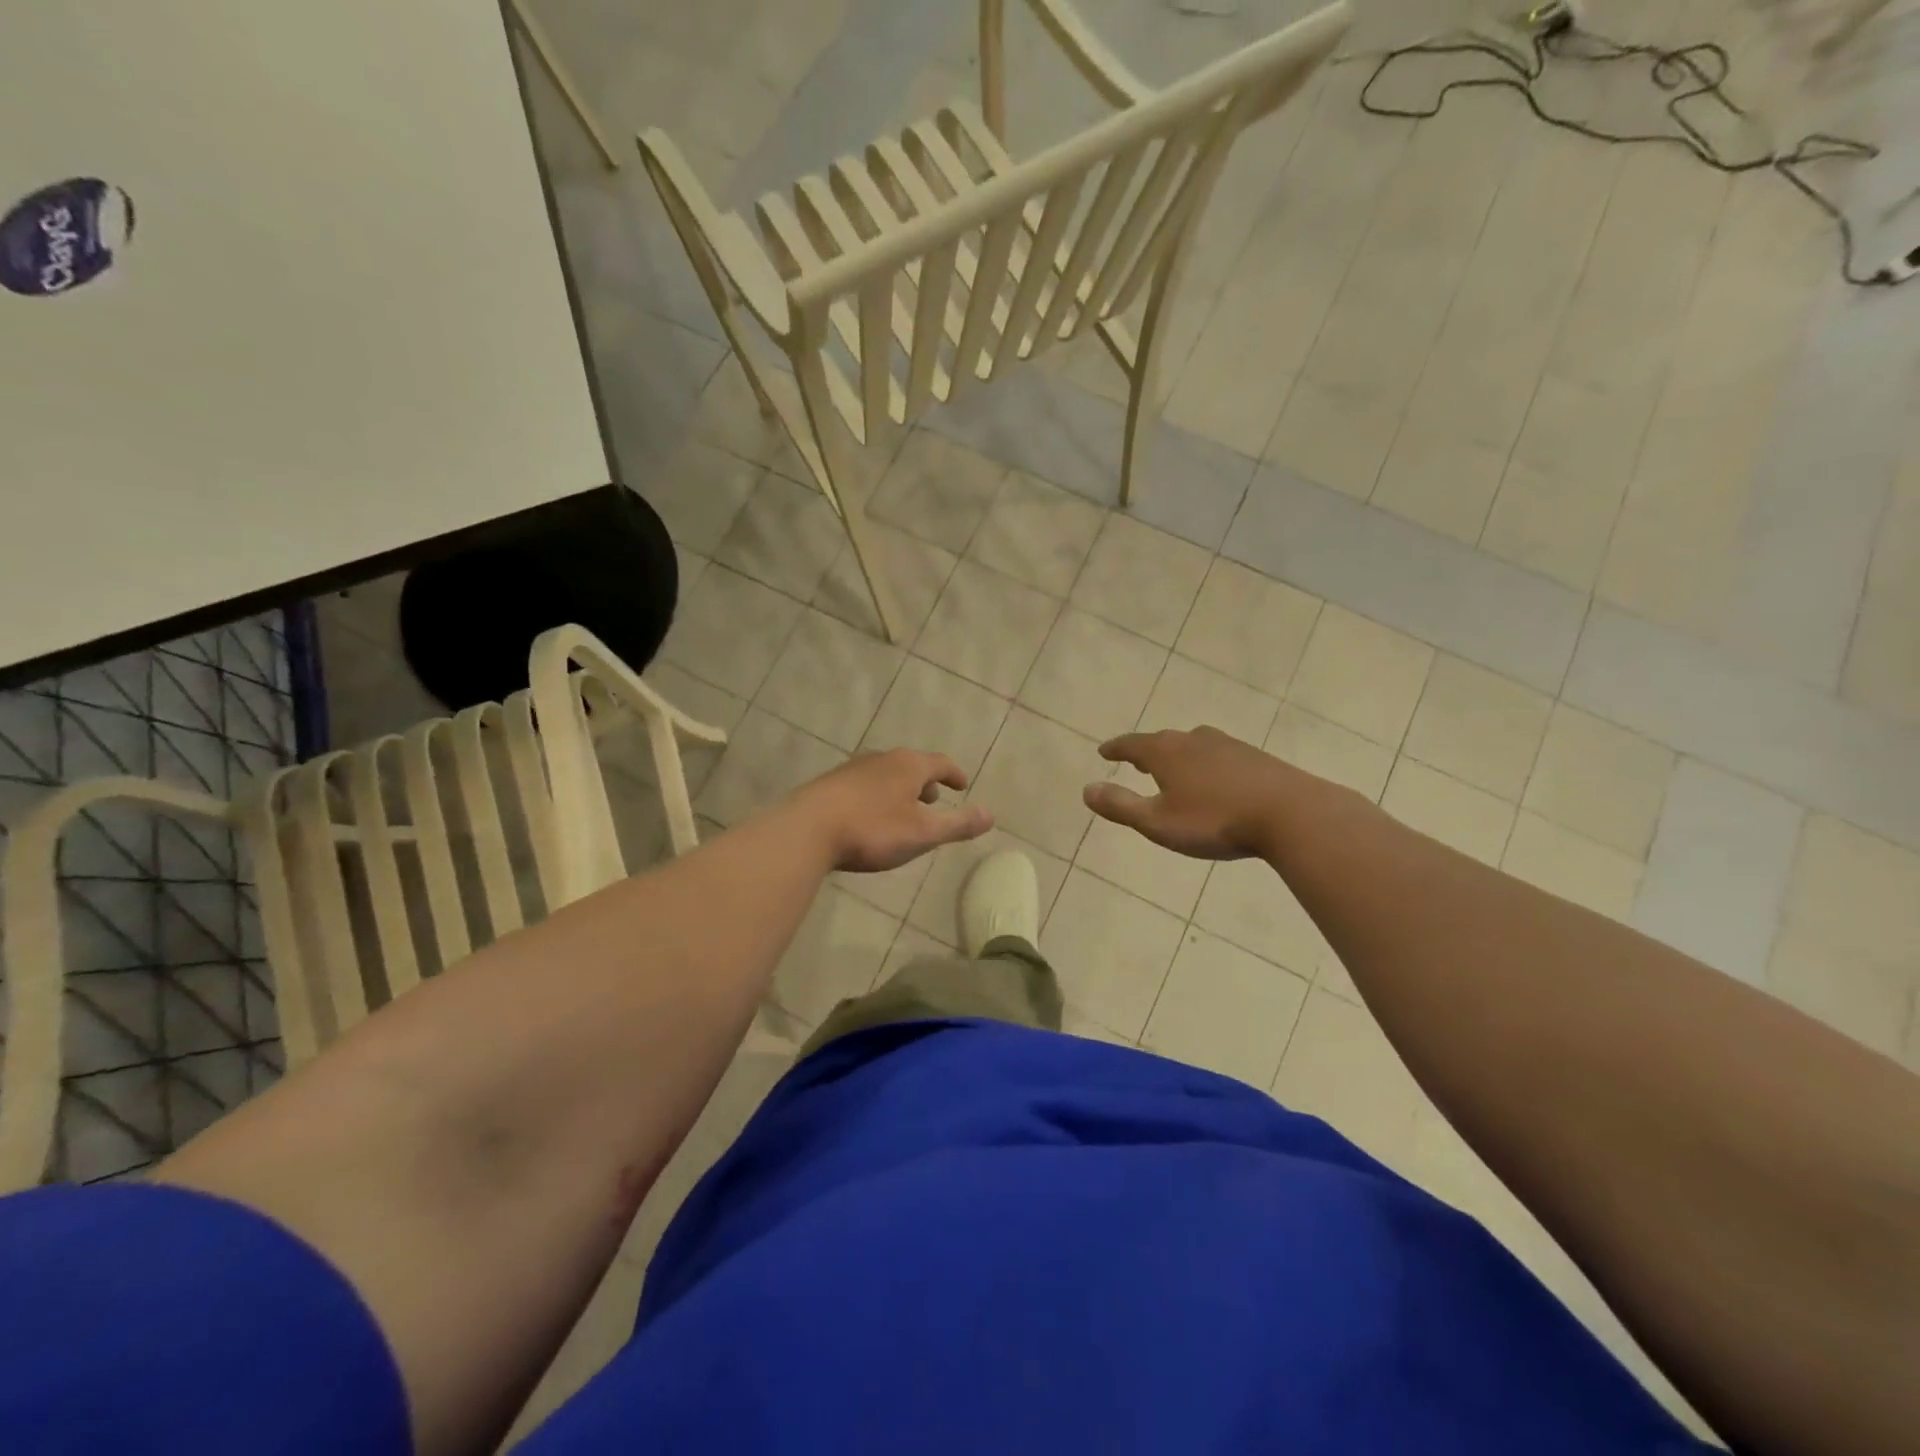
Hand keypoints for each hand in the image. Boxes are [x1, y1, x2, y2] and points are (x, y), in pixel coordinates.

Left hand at [791, 749, 993, 872]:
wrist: (806, 830)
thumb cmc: (872, 830)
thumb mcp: (923, 833)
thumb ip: (958, 824)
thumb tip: (992, 815)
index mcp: (908, 765)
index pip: (940, 763)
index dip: (955, 774)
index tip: (964, 785)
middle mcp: (881, 759)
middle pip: (911, 765)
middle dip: (926, 781)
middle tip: (935, 799)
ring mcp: (852, 769)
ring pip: (886, 775)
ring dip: (901, 789)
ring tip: (904, 809)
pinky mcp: (830, 785)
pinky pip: (865, 785)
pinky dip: (878, 796)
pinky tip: (870, 817)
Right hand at [1082, 727, 1297, 860]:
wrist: (1291, 814)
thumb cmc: (1215, 821)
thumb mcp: (1158, 822)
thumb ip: (1120, 806)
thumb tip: (1086, 790)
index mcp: (1166, 753)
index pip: (1132, 745)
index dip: (1115, 748)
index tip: (1103, 751)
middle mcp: (1194, 740)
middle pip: (1163, 741)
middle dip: (1147, 752)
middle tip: (1136, 762)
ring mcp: (1228, 746)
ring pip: (1193, 746)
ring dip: (1178, 756)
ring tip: (1174, 769)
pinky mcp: (1255, 757)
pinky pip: (1219, 756)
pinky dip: (1206, 764)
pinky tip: (1215, 780)